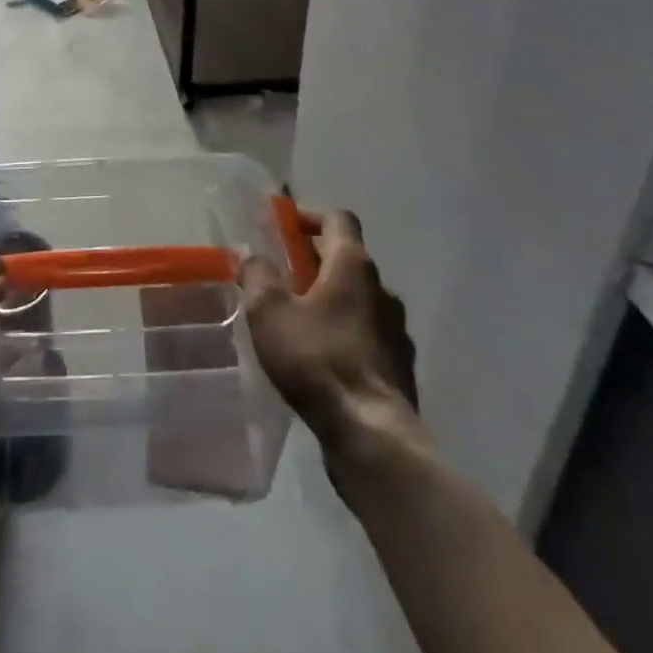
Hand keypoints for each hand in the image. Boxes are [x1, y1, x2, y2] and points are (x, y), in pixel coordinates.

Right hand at [241, 208, 426, 472]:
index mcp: (353, 265)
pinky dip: (344, 332)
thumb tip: (252, 256)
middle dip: (314, 259)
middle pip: (348, 258)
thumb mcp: (270, 312)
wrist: (374, 438)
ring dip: (331, 298)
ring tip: (297, 318)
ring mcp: (396, 330)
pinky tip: (320, 356)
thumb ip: (258, 275)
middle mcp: (381, 289)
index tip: (284, 222)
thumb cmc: (318, 361)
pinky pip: (368, 334)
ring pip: (359, 299)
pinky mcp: (399, 367)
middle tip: (280, 272)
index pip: (338, 218)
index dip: (310, 214)